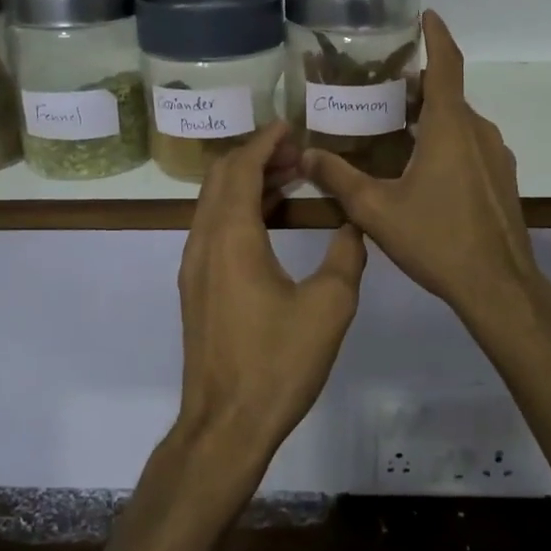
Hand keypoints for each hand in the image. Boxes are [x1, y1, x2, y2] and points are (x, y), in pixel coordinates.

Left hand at [173, 122, 367, 481]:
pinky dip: (239, 210)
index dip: (264, 142)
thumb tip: (355, 223)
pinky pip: (214, 229)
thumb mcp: (329, 306)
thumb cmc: (277, 363)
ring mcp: (194, 267)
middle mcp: (203, 243)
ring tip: (290, 179)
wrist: (226, 424)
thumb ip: (347, 255)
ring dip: (247, 184)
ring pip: (214, 204)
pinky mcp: (197, 289)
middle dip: (255, 157)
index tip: (291, 127)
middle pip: (220, 179)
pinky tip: (271, 222)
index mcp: (231, 238)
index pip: (240, 168)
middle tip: (296, 153)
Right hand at [300, 12, 541, 321]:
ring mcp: (496, 157)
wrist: (498, 286)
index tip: (426, 15)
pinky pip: (471, 146)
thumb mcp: (377, 210)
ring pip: (460, 123)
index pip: (447, 65)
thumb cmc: (437, 239)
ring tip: (395, 127)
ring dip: (432, 117)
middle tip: (382, 87)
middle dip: (419, 85)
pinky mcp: (502, 181)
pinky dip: (447, 141)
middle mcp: (479, 132)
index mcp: (451, 127)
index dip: (437, 36)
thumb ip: (340, 179)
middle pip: (448, 95)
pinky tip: (422, 168)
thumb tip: (308, 155)